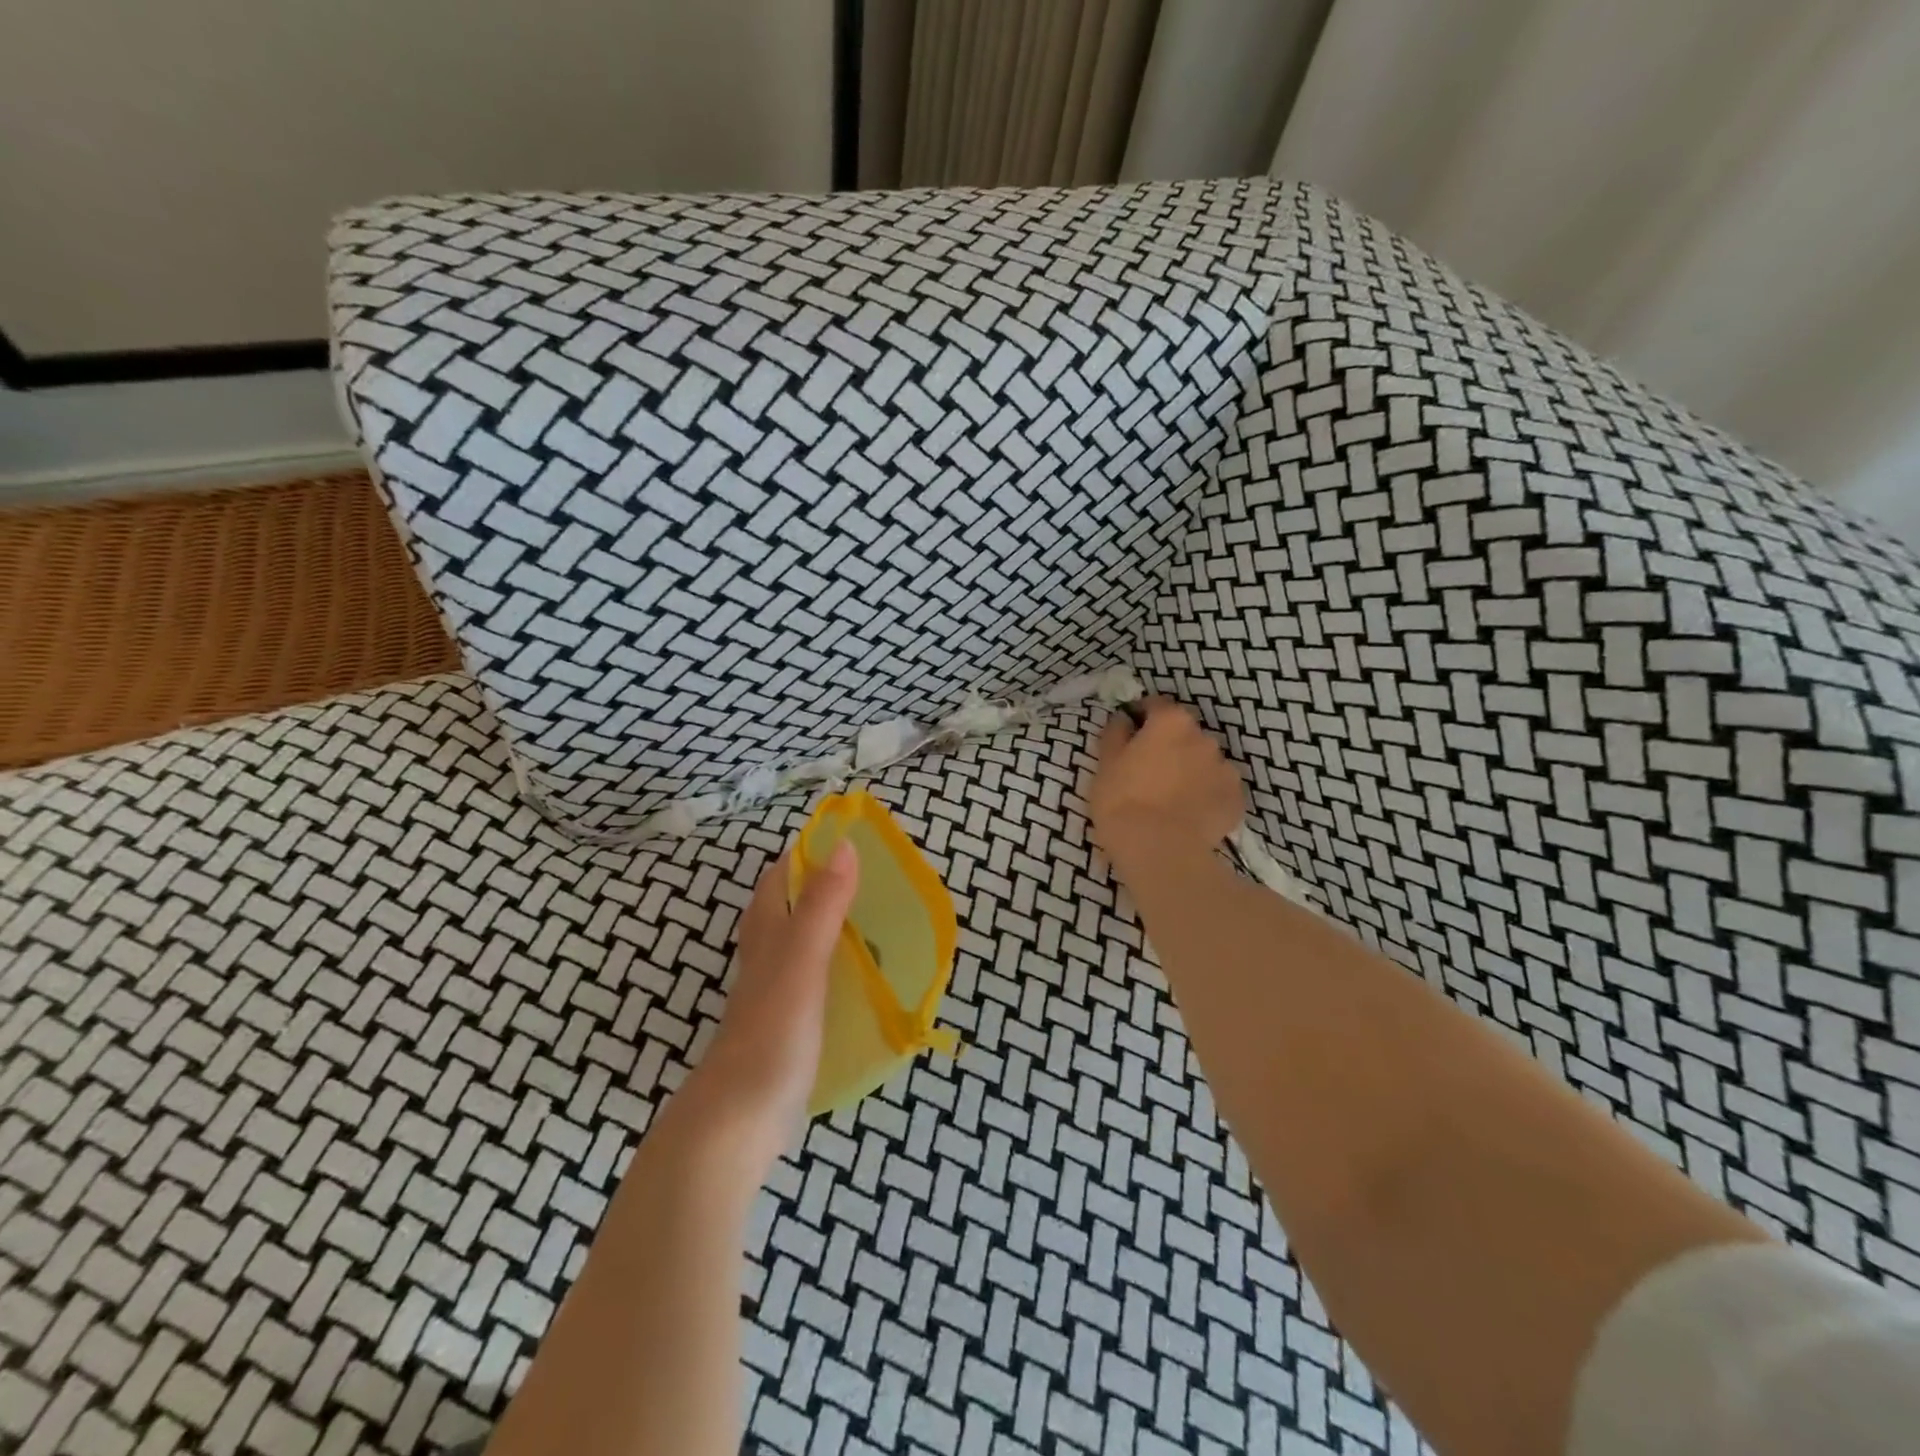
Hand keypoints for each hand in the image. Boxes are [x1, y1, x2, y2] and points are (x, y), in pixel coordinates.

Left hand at [678, 841, 857, 1176]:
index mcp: (767, 936)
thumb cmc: (772, 1032)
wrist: (737, 1120)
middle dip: (819, 889)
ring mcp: (772, 996)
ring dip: (827, 929)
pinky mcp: (785, 1029)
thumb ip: (823, 906)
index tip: (845, 838)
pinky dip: (832, 970)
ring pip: (798, 947)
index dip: (804, 855)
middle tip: (869, 880)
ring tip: (872, 923)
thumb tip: (844, 843)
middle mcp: (765, 960)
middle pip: (786, 910)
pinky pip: (811, 982)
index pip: (779, 880)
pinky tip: (857, 980)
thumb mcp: (802, 961)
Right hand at [1091, 699, 1244, 870]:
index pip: (1156, 705)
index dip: (1141, 718)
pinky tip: (1188, 814)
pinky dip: (1206, 795)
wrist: (1158, 850)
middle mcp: (1204, 737)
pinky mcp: (1236, 799)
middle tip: (1148, 773)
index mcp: (1171, 722)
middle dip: (1169, 746)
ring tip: (1170, 798)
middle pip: (1184, 734)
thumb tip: (1124, 718)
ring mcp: (1225, 768)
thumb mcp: (1105, 763)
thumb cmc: (1122, 801)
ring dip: (1189, 770)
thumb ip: (1115, 732)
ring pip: (1203, 762)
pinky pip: (1217, 789)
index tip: (1129, 737)